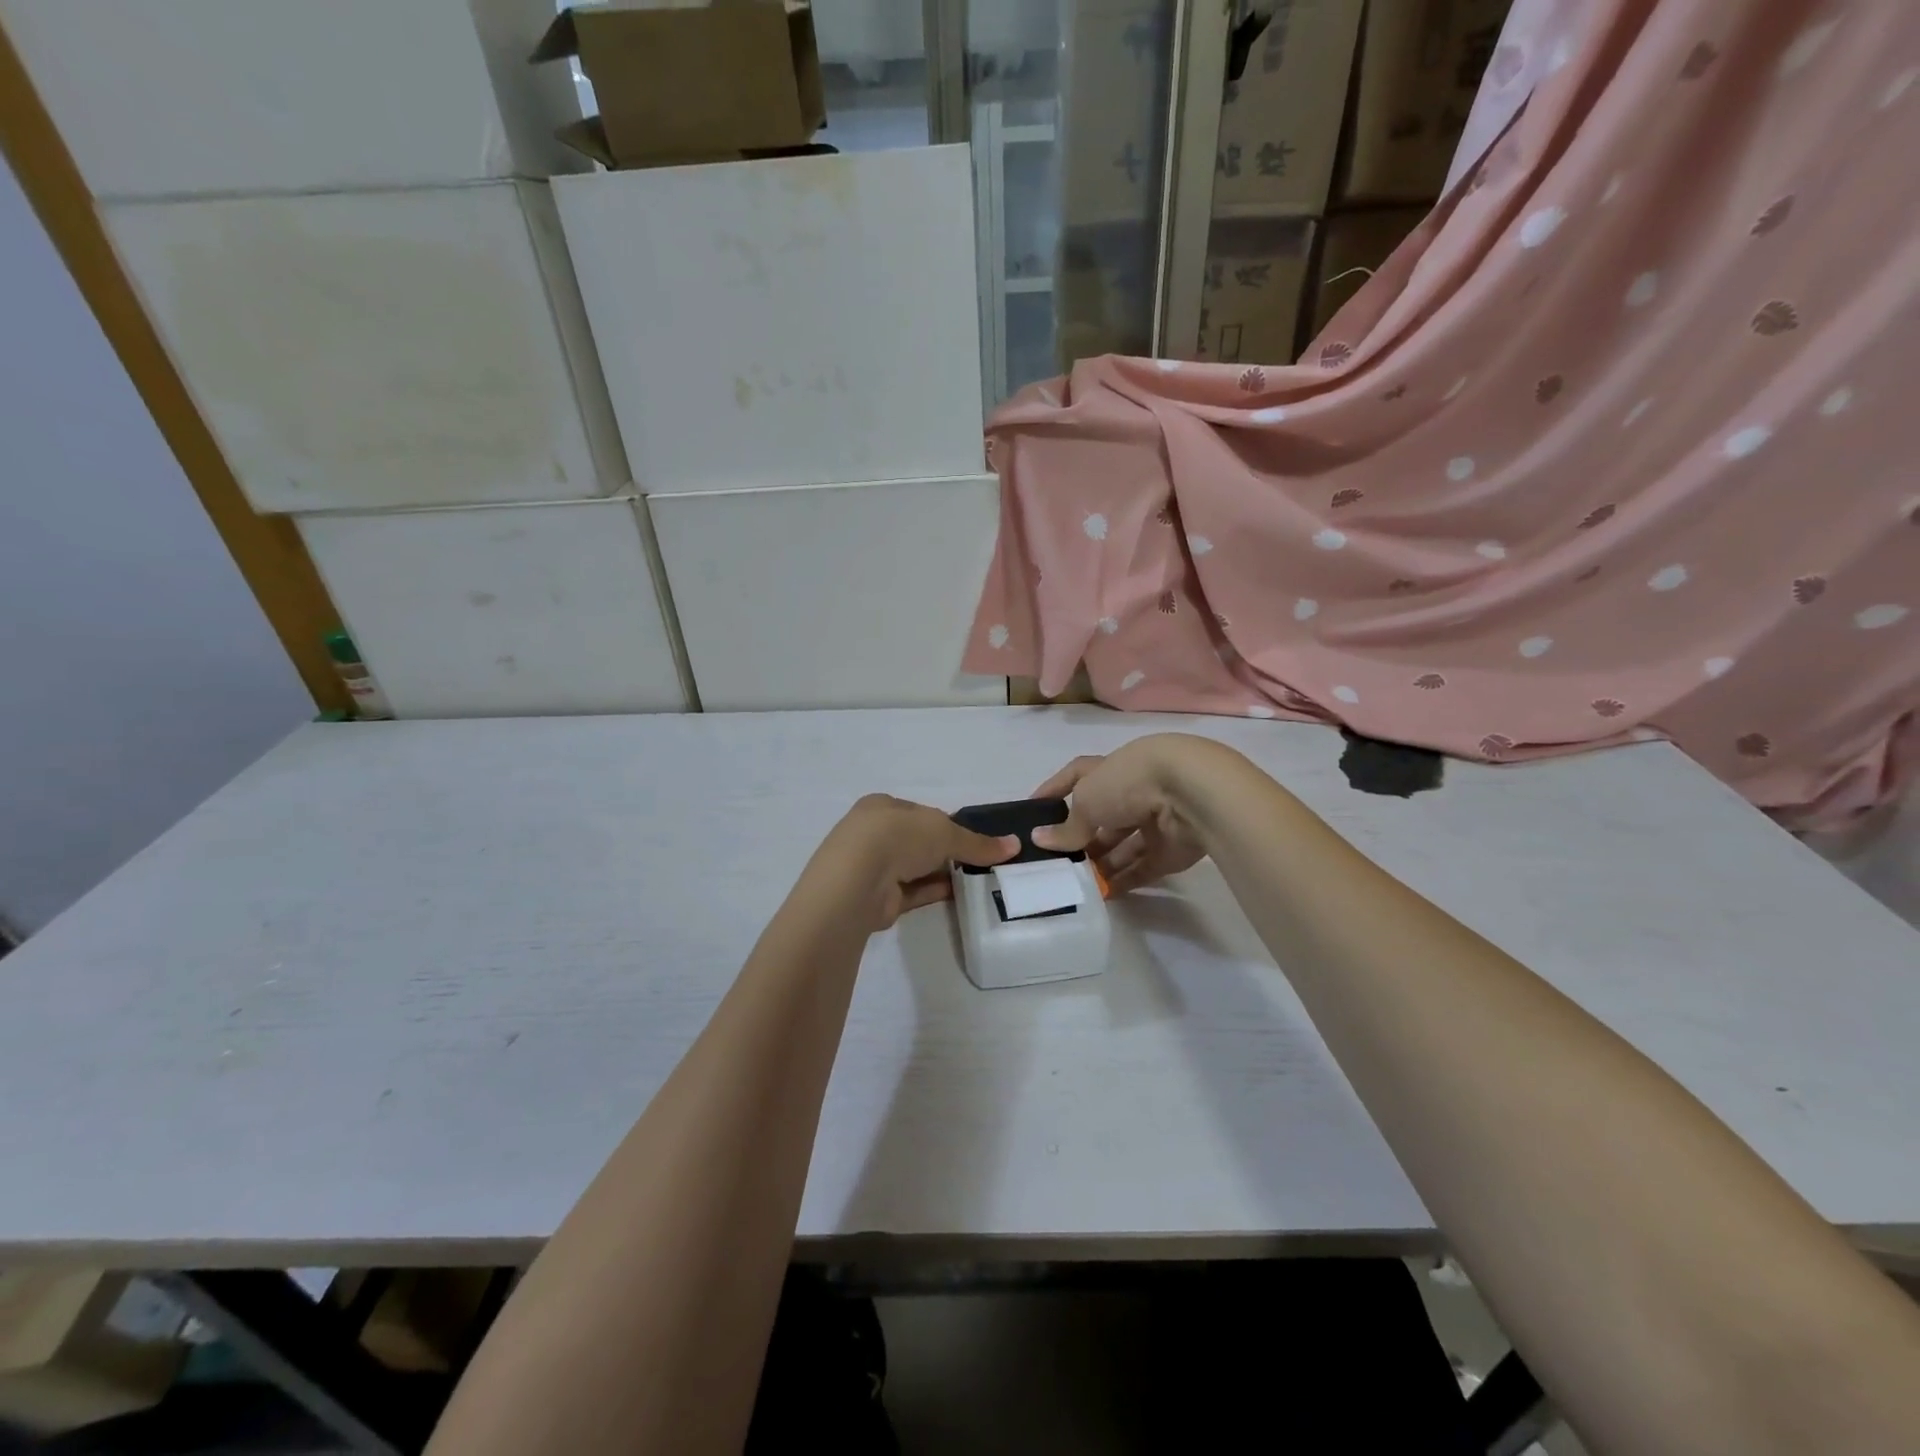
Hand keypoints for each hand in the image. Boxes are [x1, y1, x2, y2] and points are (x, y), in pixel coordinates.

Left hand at [816, 795, 1018, 930]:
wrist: (856, 881)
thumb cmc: (897, 837)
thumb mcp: (944, 831)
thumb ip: (977, 842)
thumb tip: (1014, 846)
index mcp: (882, 806)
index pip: (920, 812)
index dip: (947, 823)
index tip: (972, 837)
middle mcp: (874, 834)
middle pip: (918, 840)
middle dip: (945, 850)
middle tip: (981, 860)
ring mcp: (873, 867)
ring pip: (915, 868)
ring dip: (942, 872)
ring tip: (978, 879)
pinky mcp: (878, 898)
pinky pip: (913, 892)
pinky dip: (935, 892)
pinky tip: (960, 894)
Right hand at [1029, 735, 1210, 893]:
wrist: (1191, 795)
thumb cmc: (1130, 783)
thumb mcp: (1087, 802)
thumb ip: (1067, 827)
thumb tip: (1041, 839)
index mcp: (1111, 769)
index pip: (1076, 776)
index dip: (1055, 789)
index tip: (1035, 809)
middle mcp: (1132, 792)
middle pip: (1101, 817)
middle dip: (1080, 838)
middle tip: (1055, 861)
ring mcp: (1154, 821)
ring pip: (1122, 845)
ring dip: (1100, 863)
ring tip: (1076, 883)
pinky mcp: (1170, 849)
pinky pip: (1142, 867)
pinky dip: (1124, 880)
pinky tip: (1103, 895)